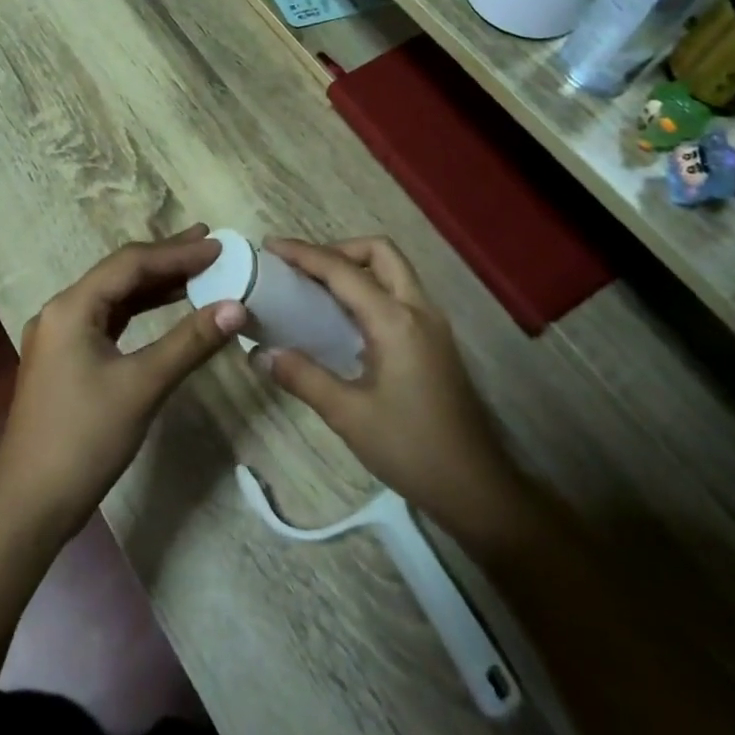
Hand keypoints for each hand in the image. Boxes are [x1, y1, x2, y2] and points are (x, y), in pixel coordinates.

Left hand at [0, 226, 246, 540]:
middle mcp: (61, 312)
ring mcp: (60, 337)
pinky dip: (139, 312)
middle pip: (119, 274)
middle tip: (209, 245)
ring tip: (196, 271)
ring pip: (114, 298)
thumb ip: (189, 342)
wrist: (31, 504)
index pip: (130, 264)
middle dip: (165, 259)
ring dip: (154, 285)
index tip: (218, 247)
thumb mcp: (142, 387)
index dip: (177, 252)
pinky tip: (165, 309)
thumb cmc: (85, 439)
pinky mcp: (65, 360)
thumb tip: (237, 307)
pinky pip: (108, 321)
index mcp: (71, 308)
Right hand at [256, 237, 522, 540]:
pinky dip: (370, 288)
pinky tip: (344, 320)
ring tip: (317, 288)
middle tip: (302, 268)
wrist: (475, 487)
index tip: (270, 247)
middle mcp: (418, 310)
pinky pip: (400, 294)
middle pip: (380, 253)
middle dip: (338, 249)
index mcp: (395, 321)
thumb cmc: (410, 449)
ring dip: (356, 266)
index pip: (343, 271)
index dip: (304, 254)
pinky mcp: (436, 341)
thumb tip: (259, 353)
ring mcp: (432, 324)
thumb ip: (302, 377)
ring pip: (394, 271)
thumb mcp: (348, 415)